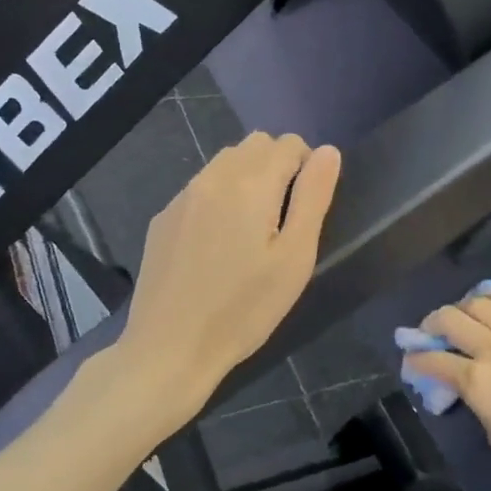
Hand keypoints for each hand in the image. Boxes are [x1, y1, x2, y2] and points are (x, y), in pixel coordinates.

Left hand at [113, 133, 340, 433]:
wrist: (170, 348)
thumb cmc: (244, 308)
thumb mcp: (295, 257)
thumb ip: (313, 197)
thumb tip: (328, 152)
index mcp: (251, 182)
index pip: (290, 143)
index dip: (307, 168)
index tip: (305, 210)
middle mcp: (213, 176)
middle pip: (255, 144)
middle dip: (277, 166)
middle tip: (283, 219)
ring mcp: (182, 196)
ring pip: (225, 162)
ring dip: (247, 178)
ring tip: (252, 230)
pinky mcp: (163, 218)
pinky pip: (200, 188)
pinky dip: (219, 198)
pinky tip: (217, 245)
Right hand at [405, 294, 490, 490]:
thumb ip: (478, 404)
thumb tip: (472, 388)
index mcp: (478, 381)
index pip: (434, 360)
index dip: (417, 358)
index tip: (411, 359)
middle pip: (450, 318)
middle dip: (432, 322)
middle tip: (431, 331)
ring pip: (480, 301)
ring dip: (464, 307)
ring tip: (464, 316)